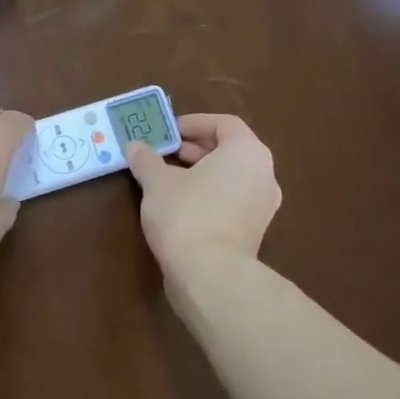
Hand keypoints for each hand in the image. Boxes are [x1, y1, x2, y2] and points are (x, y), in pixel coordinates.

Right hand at [126, 114, 281, 285]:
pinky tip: (181, 205)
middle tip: (165, 153)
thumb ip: (147, 160)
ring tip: (168, 179)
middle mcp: (264, 174)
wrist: (210, 274)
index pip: (224, 123)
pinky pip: (232, 200)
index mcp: (247, 152)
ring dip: (201, 173)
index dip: (194, 123)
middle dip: (195, 148)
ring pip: (231, 177)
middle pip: (230, 150)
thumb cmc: (186, 214)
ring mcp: (263, 205)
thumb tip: (135, 146)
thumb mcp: (157, 182)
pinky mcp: (254, 231)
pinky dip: (210, 195)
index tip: (168, 132)